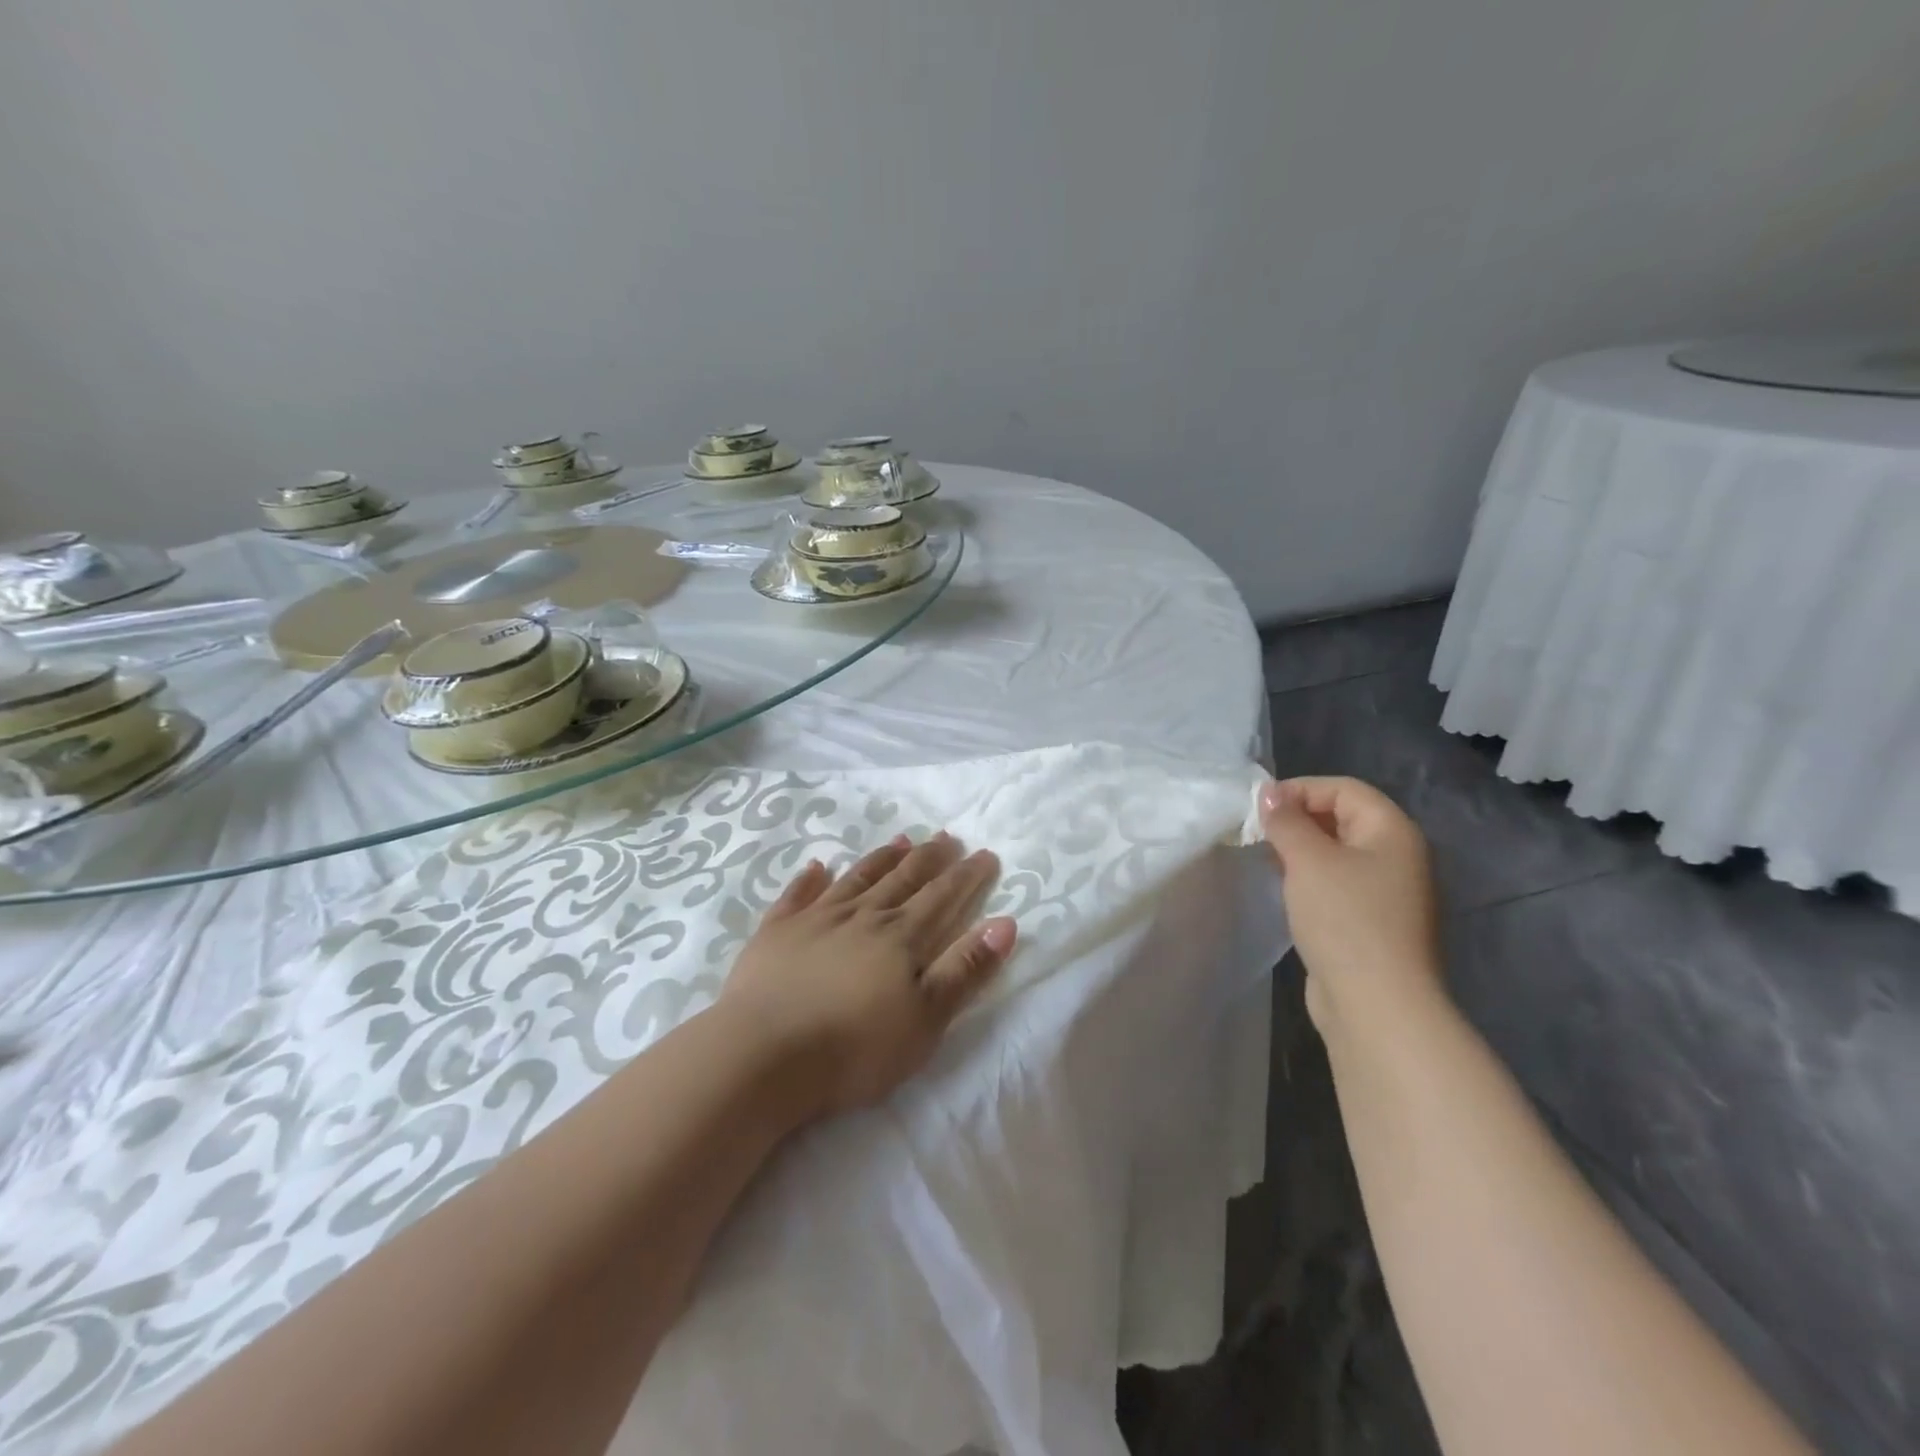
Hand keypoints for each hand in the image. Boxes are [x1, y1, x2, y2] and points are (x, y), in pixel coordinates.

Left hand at [719, 832, 1017, 1117]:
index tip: (984, 854)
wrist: (763, 1055)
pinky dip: (809, 878)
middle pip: (903, 879)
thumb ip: (965, 970)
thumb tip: (1005, 923)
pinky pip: (797, 895)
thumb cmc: (854, 1047)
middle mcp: (863, 916)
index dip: (966, 875)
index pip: (943, 897)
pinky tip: (818, 865)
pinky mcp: (776, 932)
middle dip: (929, 858)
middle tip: (946, 836)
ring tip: (900, 840)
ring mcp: (816, 919)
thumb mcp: (926, 1019)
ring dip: (881, 859)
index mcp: (901, 937)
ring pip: (857, 879)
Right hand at [1259, 776, 1444, 1036]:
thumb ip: (1286, 821)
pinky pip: (1338, 882)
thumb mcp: (1308, 860)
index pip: (1344, 788)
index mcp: (1393, 832)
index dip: (1300, 789)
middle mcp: (1398, 856)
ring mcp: (1388, 892)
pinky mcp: (1372, 921)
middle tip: (1258, 832)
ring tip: (1265, 858)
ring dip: (1300, 849)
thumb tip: (1270, 794)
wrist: (1377, 1004)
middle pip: (1343, 817)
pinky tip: (1285, 889)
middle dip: (1297, 818)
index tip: (1259, 807)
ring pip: (1338, 852)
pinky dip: (1310, 877)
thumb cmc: (1345, 919)